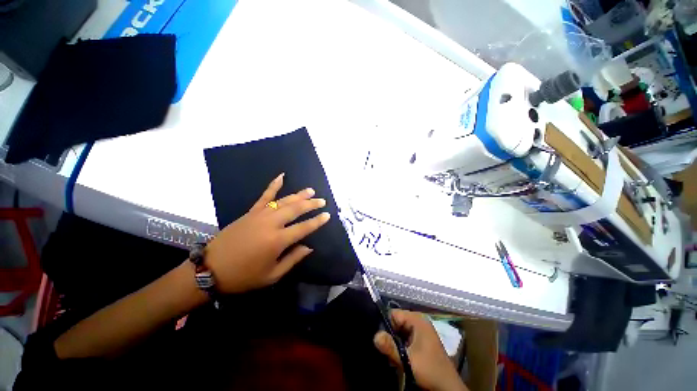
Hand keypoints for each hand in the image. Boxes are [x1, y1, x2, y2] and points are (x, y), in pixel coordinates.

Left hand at [205, 173, 329, 292]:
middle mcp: (271, 224)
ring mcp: (260, 215)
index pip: (304, 227)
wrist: (210, 269)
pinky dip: (273, 185)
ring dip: (299, 195)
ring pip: (284, 201)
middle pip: (296, 209)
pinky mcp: (251, 212)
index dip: (317, 221)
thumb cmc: (244, 276)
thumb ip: (293, 259)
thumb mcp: (272, 275)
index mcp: (277, 241)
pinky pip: (264, 196)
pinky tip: (281, 176)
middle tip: (322, 201)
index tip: (327, 215)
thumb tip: (309, 247)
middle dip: (311, 204)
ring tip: (310, 191)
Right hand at [374, 310, 468, 390]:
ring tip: (393, 356)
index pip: (393, 314)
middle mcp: (419, 321)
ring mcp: (421, 331)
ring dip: (395, 343)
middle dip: (390, 336)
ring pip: (400, 331)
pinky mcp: (421, 341)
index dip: (385, 325)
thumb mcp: (407, 359)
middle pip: (396, 322)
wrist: (447, 388)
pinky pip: (405, 338)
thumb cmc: (429, 370)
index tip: (382, 340)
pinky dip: (400, 347)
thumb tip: (375, 335)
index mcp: (417, 319)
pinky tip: (400, 358)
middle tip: (387, 351)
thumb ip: (390, 347)